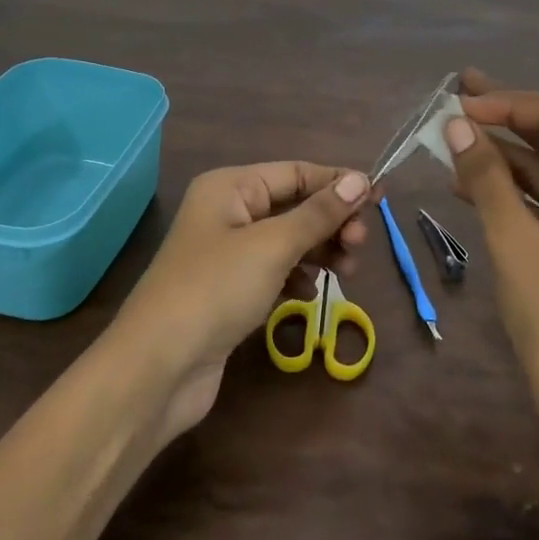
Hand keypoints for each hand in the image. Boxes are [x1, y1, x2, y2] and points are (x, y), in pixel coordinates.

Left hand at [113, 162, 369, 440]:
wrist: (158, 367)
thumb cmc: (216, 289)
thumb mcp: (273, 245)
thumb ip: (319, 213)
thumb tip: (360, 179)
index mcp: (230, 187)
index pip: (296, 172)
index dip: (338, 183)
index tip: (380, 199)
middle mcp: (227, 212)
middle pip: (294, 205)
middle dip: (330, 221)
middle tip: (359, 245)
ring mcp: (227, 253)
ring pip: (288, 240)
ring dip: (319, 250)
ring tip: (346, 271)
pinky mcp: (230, 290)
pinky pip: (275, 270)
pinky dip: (297, 276)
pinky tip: (310, 292)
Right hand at [443, 68, 538, 469]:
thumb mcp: (516, 241)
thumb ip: (486, 176)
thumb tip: (455, 124)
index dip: (510, 103)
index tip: (460, 104)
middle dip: (506, 119)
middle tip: (456, 99)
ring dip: (504, 156)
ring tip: (452, 140)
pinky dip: (514, 190)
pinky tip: (469, 183)